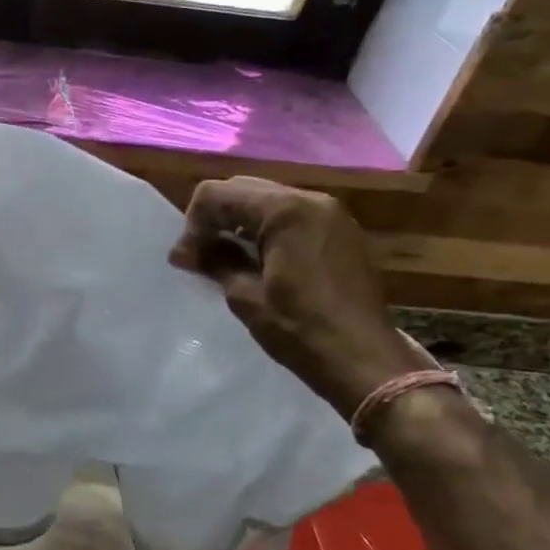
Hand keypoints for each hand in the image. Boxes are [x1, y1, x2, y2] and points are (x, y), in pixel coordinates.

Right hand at [169, 177, 426, 418]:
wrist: (365, 360)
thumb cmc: (300, 329)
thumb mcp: (246, 296)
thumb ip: (215, 261)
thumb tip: (184, 251)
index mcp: (284, 210)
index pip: (218, 193)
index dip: (193, 223)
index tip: (187, 259)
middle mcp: (310, 199)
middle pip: (244, 189)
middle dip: (216, 218)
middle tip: (201, 256)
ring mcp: (331, 213)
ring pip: (268, 201)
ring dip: (241, 223)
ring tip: (228, 260)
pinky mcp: (341, 231)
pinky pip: (292, 216)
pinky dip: (268, 230)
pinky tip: (260, 262)